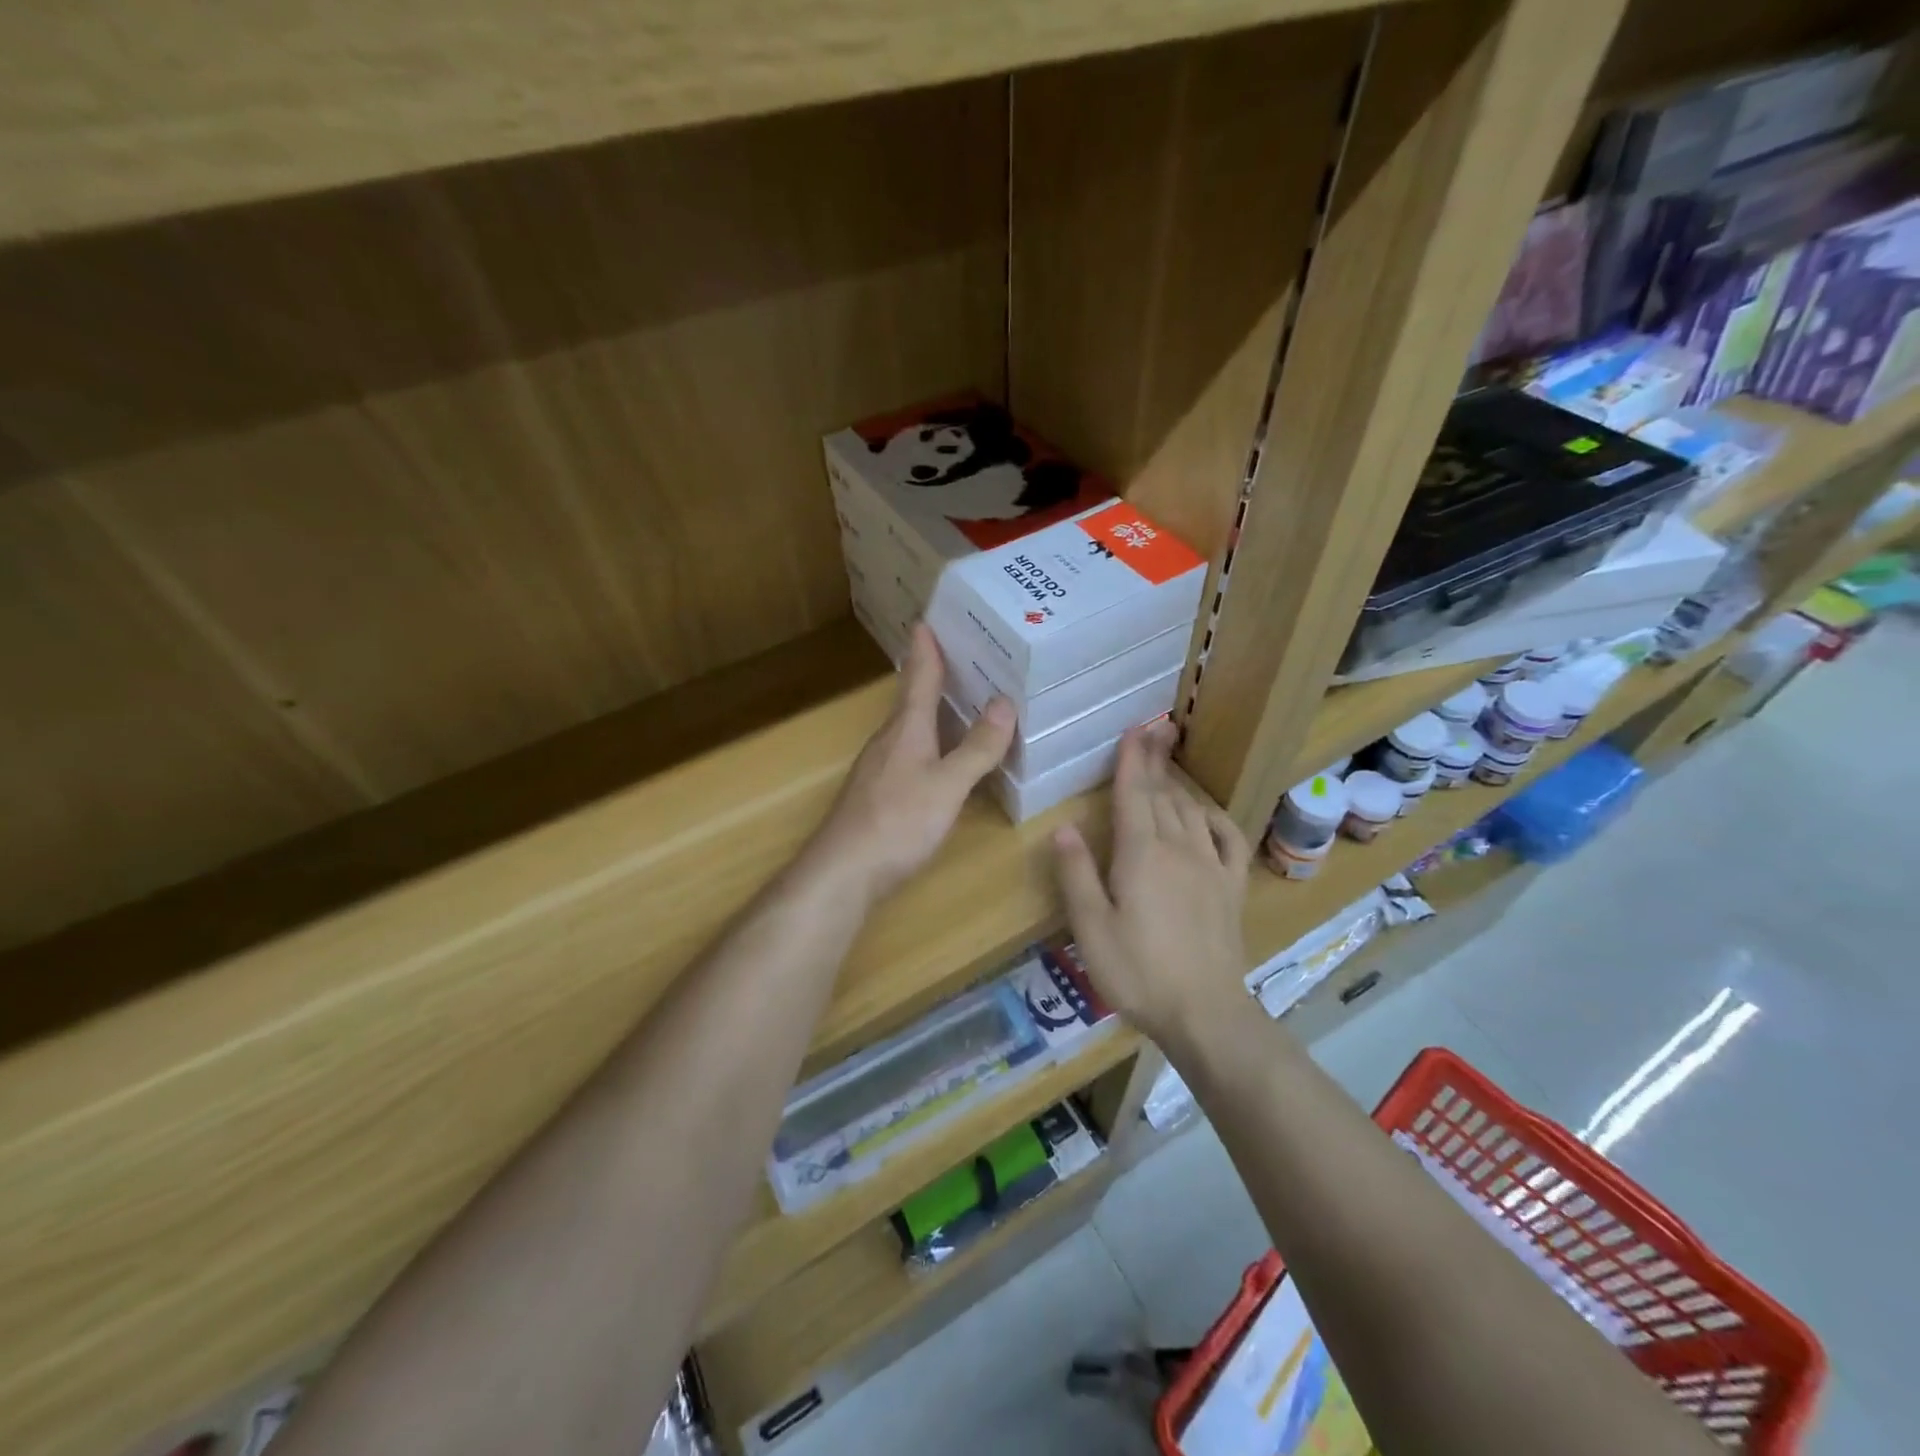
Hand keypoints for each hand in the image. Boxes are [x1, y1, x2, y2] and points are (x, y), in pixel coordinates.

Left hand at [805, 624, 1015, 900]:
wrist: (844, 873)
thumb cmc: (897, 822)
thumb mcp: (947, 785)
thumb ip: (977, 748)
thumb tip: (1004, 702)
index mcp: (906, 729)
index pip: (918, 677)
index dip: (926, 649)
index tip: (927, 619)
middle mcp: (890, 740)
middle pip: (912, 699)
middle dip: (933, 674)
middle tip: (962, 653)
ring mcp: (880, 768)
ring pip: (911, 727)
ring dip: (933, 709)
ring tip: (961, 698)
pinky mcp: (879, 794)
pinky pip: (911, 753)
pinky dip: (932, 742)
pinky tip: (943, 755)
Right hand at [1053, 721, 1250, 1041]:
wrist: (1204, 1012)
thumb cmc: (1137, 972)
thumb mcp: (1091, 928)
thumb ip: (1077, 874)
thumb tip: (1062, 828)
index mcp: (1140, 854)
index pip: (1135, 795)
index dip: (1132, 761)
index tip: (1133, 730)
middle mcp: (1178, 849)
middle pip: (1164, 794)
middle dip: (1156, 760)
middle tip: (1155, 729)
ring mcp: (1211, 866)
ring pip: (1192, 811)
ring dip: (1179, 783)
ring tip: (1169, 762)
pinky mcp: (1231, 887)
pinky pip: (1228, 839)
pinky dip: (1216, 818)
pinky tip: (1207, 813)